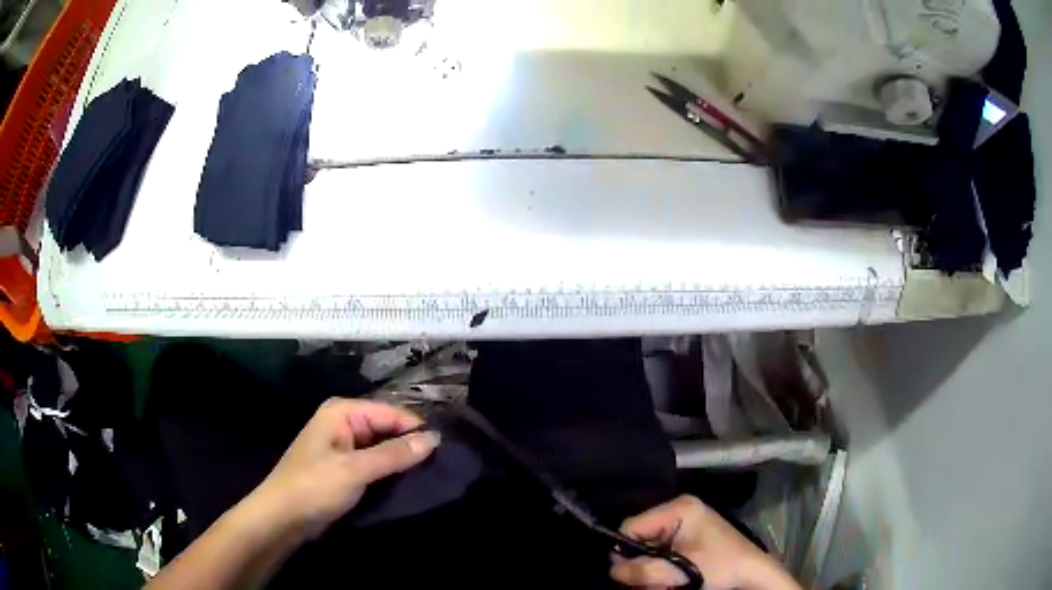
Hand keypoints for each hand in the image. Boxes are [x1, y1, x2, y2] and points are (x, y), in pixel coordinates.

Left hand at [251, 398, 439, 539]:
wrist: (282, 518)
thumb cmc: (314, 487)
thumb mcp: (356, 470)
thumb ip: (394, 454)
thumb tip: (434, 439)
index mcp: (342, 412)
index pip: (391, 413)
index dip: (417, 430)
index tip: (446, 450)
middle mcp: (343, 423)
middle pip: (387, 428)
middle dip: (410, 445)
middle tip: (444, 465)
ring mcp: (343, 446)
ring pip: (382, 447)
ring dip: (401, 461)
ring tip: (433, 475)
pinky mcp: (344, 468)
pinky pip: (374, 463)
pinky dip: (389, 472)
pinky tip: (410, 484)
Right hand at [610, 495, 799, 589]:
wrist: (751, 576)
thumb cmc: (719, 567)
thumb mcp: (679, 570)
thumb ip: (642, 569)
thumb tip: (612, 570)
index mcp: (678, 508)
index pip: (631, 526)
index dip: (624, 552)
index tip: (630, 576)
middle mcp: (678, 512)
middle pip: (637, 539)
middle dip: (639, 565)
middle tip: (652, 583)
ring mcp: (683, 527)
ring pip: (646, 550)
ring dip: (648, 571)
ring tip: (665, 583)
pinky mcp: (686, 541)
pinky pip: (658, 555)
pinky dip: (659, 571)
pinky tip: (670, 581)